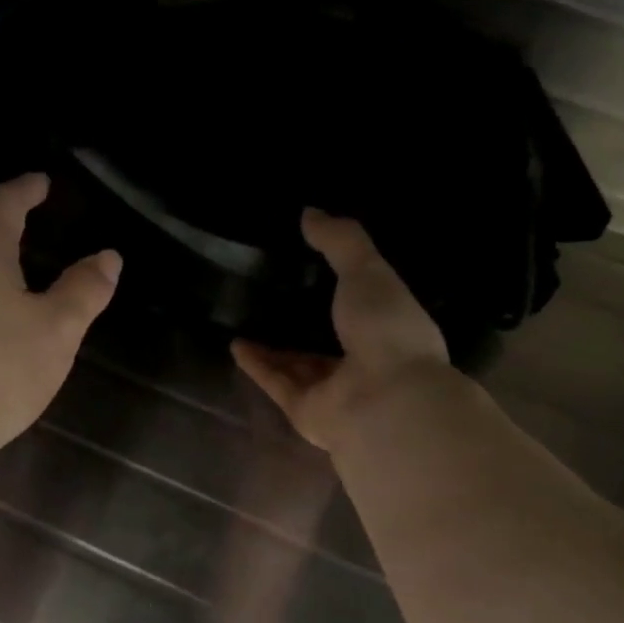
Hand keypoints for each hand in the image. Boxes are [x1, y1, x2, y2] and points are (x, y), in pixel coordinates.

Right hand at [232, 209, 449, 452]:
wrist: (383, 400)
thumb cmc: (385, 329)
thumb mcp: (368, 271)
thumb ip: (341, 241)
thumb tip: (309, 212)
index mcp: (388, 329)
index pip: (363, 305)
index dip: (341, 287)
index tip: (312, 266)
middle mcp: (363, 363)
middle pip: (326, 340)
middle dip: (302, 322)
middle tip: (270, 295)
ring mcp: (333, 391)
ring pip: (298, 366)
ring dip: (273, 348)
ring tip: (244, 320)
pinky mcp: (304, 411)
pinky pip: (276, 383)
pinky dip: (257, 365)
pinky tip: (235, 345)